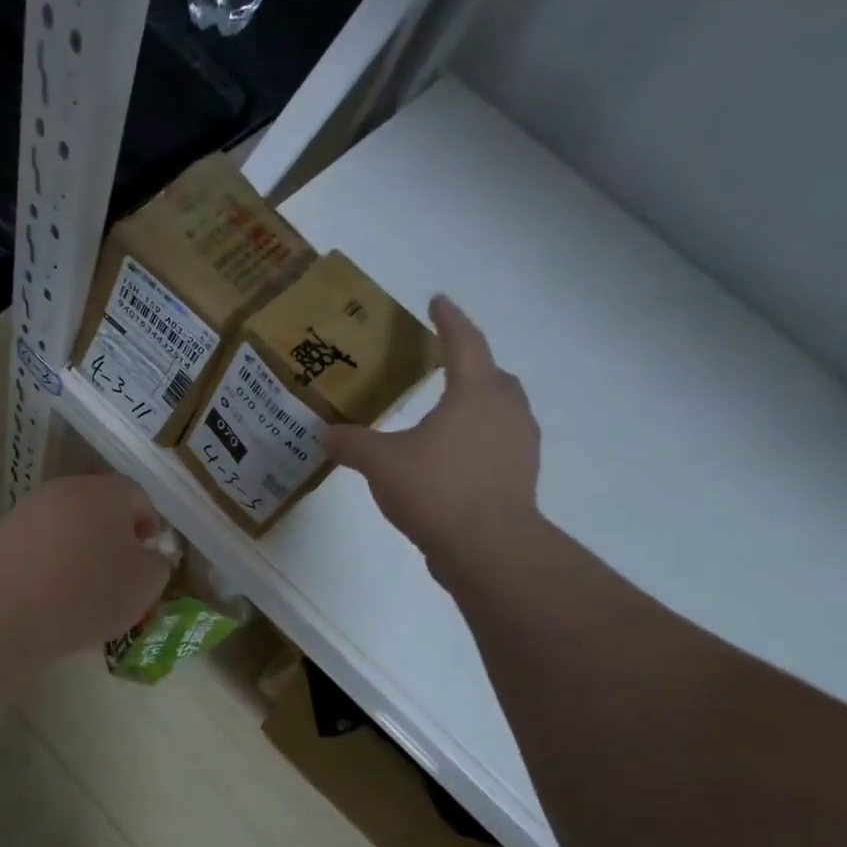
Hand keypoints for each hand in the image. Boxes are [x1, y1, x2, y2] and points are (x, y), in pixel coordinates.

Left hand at [0, 475, 171, 660]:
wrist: (7, 613)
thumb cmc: (89, 594)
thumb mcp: (145, 586)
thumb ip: (157, 564)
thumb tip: (147, 556)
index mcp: (106, 492)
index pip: (137, 497)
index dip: (148, 524)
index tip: (148, 555)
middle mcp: (66, 489)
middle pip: (99, 506)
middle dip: (113, 533)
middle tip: (119, 569)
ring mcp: (30, 508)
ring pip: (67, 522)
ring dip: (80, 545)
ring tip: (84, 584)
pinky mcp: (3, 532)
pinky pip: (40, 541)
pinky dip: (51, 558)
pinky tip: (52, 589)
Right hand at [326, 296, 540, 571]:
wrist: (487, 546)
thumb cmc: (436, 488)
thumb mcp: (381, 462)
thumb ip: (352, 444)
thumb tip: (327, 434)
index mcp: (475, 393)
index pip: (464, 343)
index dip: (449, 320)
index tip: (438, 300)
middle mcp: (506, 411)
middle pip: (494, 376)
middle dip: (472, 365)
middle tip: (446, 366)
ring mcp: (519, 445)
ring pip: (501, 412)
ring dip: (477, 406)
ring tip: (446, 415)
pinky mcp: (519, 477)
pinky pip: (499, 445)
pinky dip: (478, 441)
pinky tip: (451, 459)